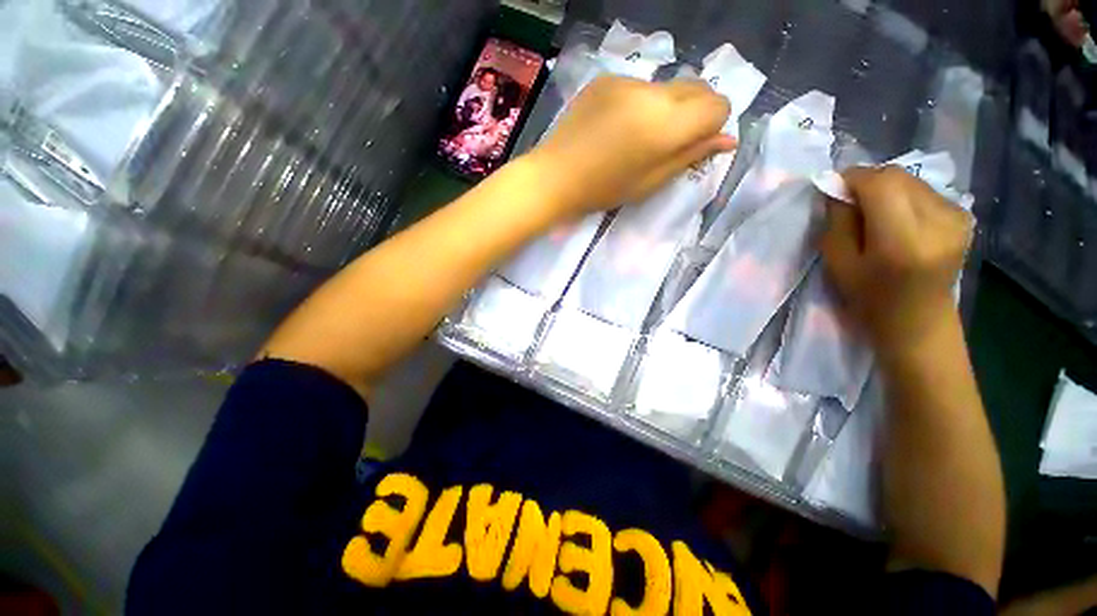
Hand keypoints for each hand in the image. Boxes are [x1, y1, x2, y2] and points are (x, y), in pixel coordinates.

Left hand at [529, 76, 734, 216]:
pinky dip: (643, 99)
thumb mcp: (660, 176)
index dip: (716, 120)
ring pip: (668, 85)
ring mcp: (627, 81)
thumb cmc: (610, 185)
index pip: (717, 103)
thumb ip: (697, 151)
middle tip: (678, 133)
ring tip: (642, 128)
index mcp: (669, 121)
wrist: (555, 173)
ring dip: (670, 102)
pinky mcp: (607, 78)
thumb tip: (729, 139)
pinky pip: (641, 84)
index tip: (701, 137)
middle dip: (699, 106)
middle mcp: (652, 93)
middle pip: (697, 86)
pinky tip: (620, 119)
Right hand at [820, 166, 973, 358]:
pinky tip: (916, 227)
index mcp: (899, 235)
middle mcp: (931, 218)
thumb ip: (836, 219)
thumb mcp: (841, 269)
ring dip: (895, 192)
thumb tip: (838, 186)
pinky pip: (928, 192)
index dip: (851, 185)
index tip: (846, 204)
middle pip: (892, 175)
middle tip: (869, 214)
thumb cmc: (878, 310)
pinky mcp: (962, 219)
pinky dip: (916, 200)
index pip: (869, 177)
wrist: (924, 335)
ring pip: (910, 181)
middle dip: (874, 186)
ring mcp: (951, 217)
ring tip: (894, 222)